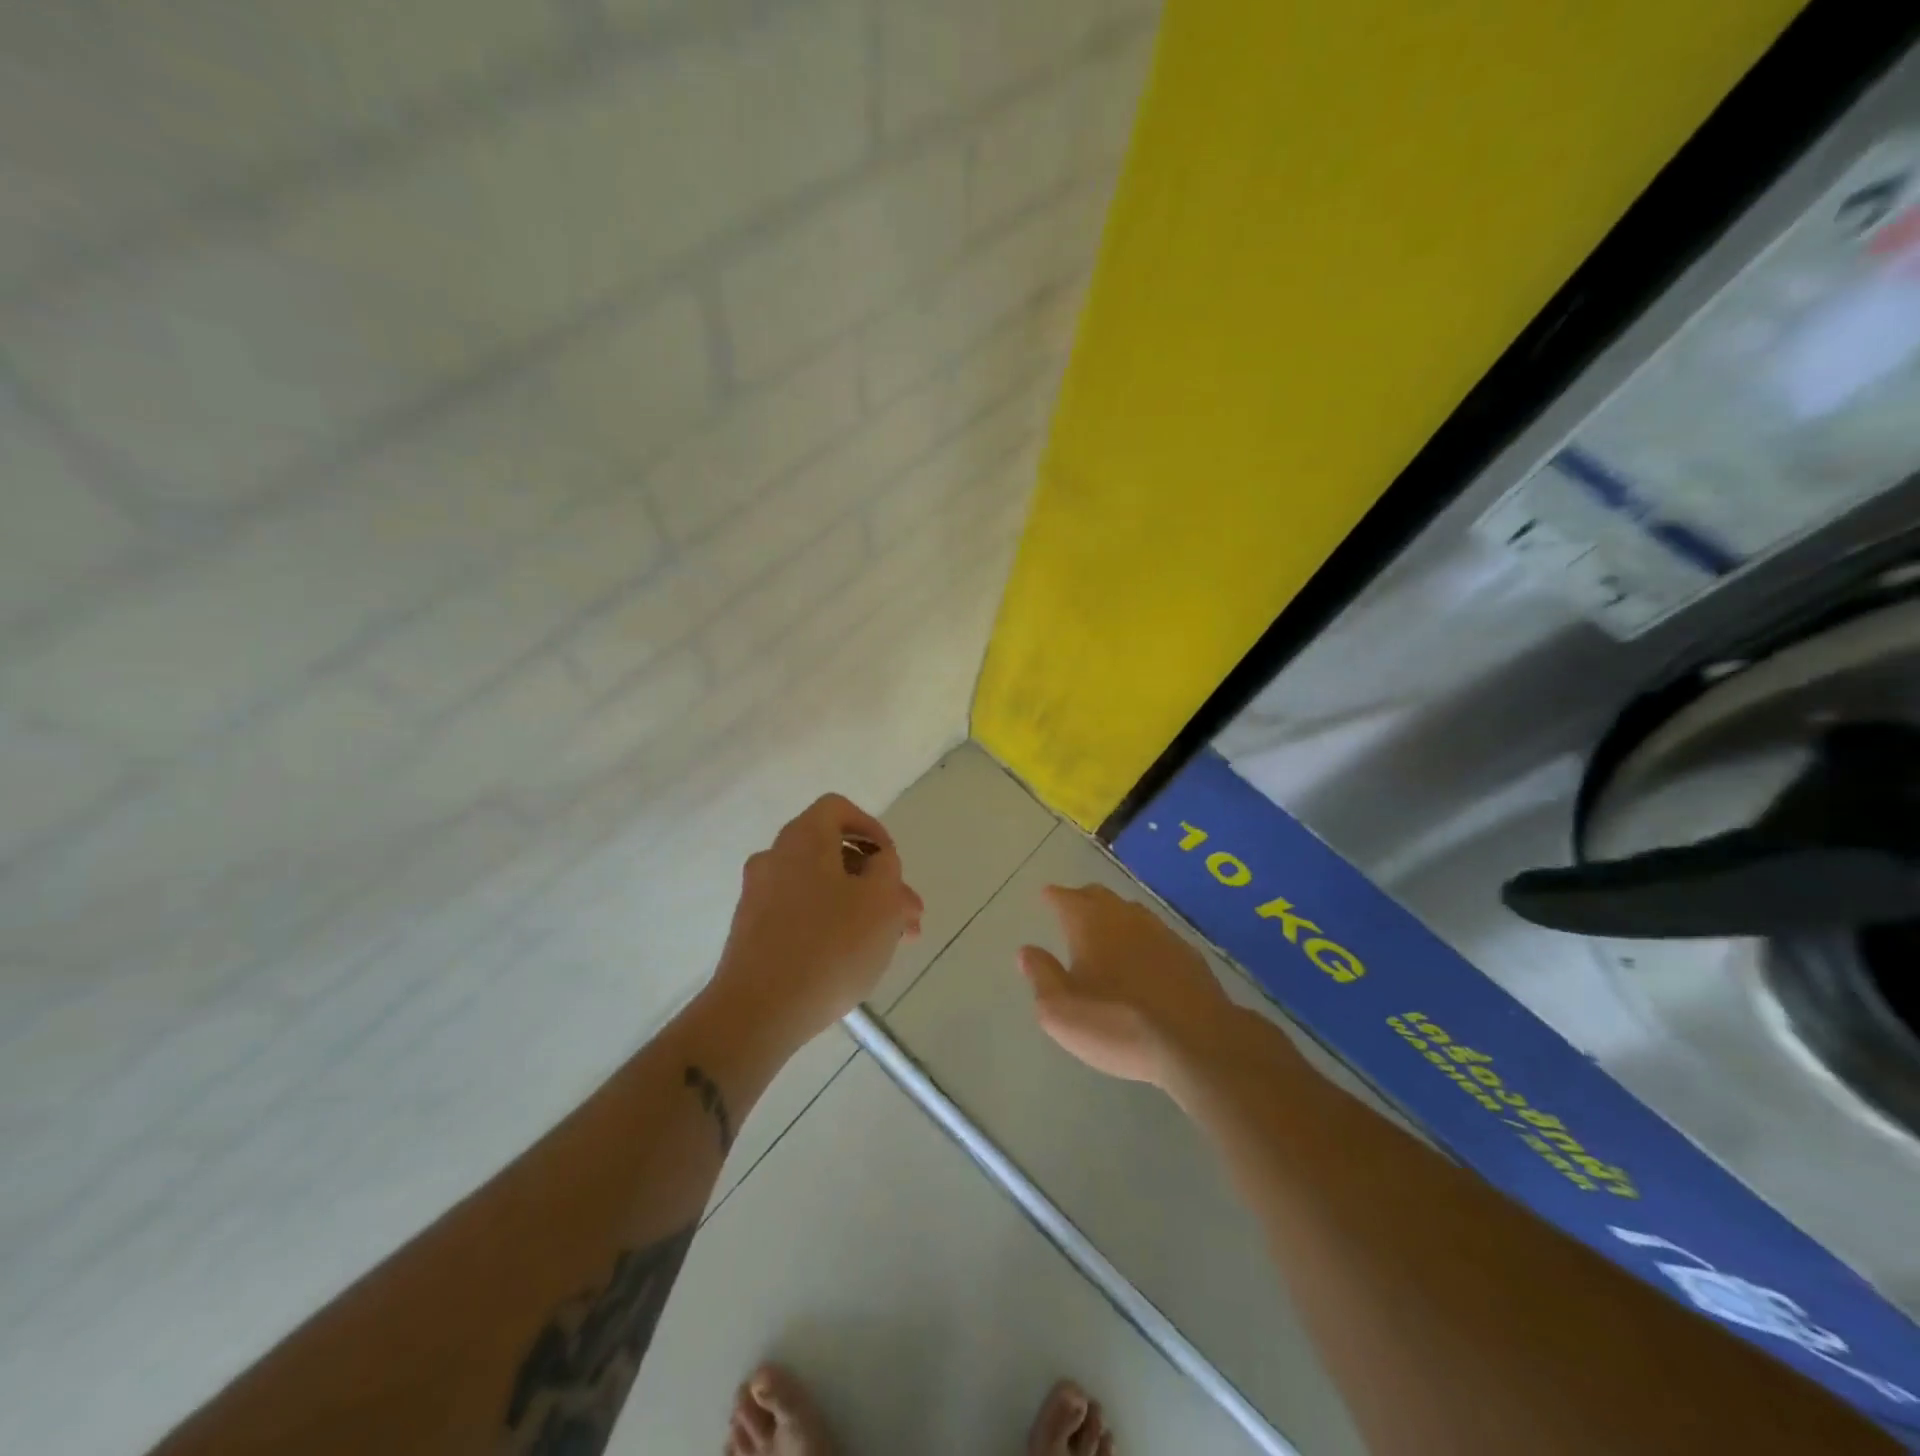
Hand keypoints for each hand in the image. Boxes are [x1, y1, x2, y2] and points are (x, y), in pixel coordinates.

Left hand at [711, 794, 922, 1046]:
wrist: (758, 1012)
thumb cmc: (830, 946)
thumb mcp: (881, 901)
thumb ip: (887, 869)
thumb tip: (877, 861)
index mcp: (802, 839)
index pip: (838, 809)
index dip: (871, 828)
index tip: (891, 862)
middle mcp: (775, 859)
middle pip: (833, 854)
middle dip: (876, 881)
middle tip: (909, 915)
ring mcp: (759, 897)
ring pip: (821, 888)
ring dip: (859, 906)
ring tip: (893, 943)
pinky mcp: (753, 933)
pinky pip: (801, 914)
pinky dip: (830, 924)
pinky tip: (855, 958)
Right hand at [1018, 883, 1242, 1089]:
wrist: (1197, 1041)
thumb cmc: (1117, 1023)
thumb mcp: (1060, 1011)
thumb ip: (1041, 976)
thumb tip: (1027, 951)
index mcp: (1089, 923)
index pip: (1066, 898)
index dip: (1054, 896)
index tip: (1047, 894)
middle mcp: (1125, 916)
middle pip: (1100, 896)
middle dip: (1083, 898)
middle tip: (1073, 906)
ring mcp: (1161, 932)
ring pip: (1130, 911)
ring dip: (1114, 915)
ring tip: (1106, 928)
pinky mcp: (1188, 954)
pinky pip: (1156, 934)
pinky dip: (1141, 937)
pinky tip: (1143, 954)